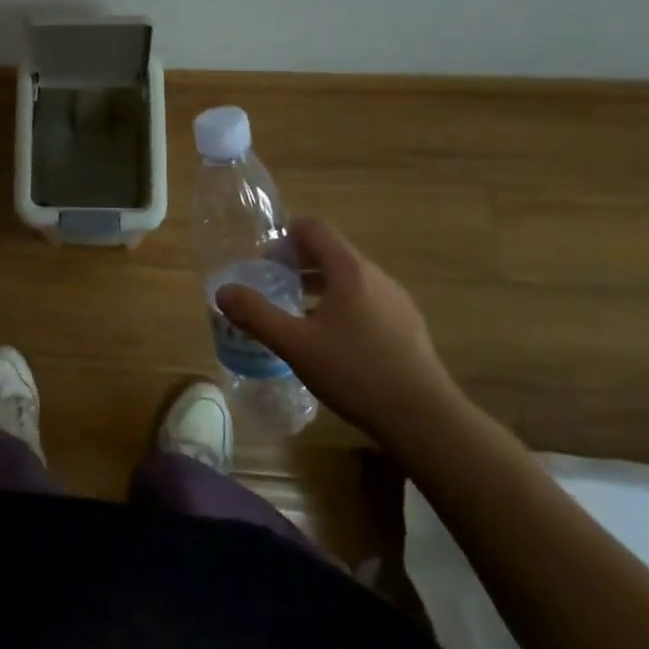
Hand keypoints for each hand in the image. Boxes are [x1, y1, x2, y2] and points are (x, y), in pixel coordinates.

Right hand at [216, 219, 462, 445]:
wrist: (425, 419)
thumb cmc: (355, 373)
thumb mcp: (295, 345)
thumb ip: (256, 314)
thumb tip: (223, 291)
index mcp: (350, 270)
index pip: (315, 228)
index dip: (285, 235)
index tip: (263, 258)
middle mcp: (376, 277)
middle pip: (332, 251)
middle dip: (298, 262)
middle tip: (272, 285)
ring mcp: (396, 301)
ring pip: (350, 278)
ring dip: (319, 285)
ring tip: (295, 312)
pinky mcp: (407, 326)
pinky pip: (366, 300)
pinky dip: (341, 305)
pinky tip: (330, 340)